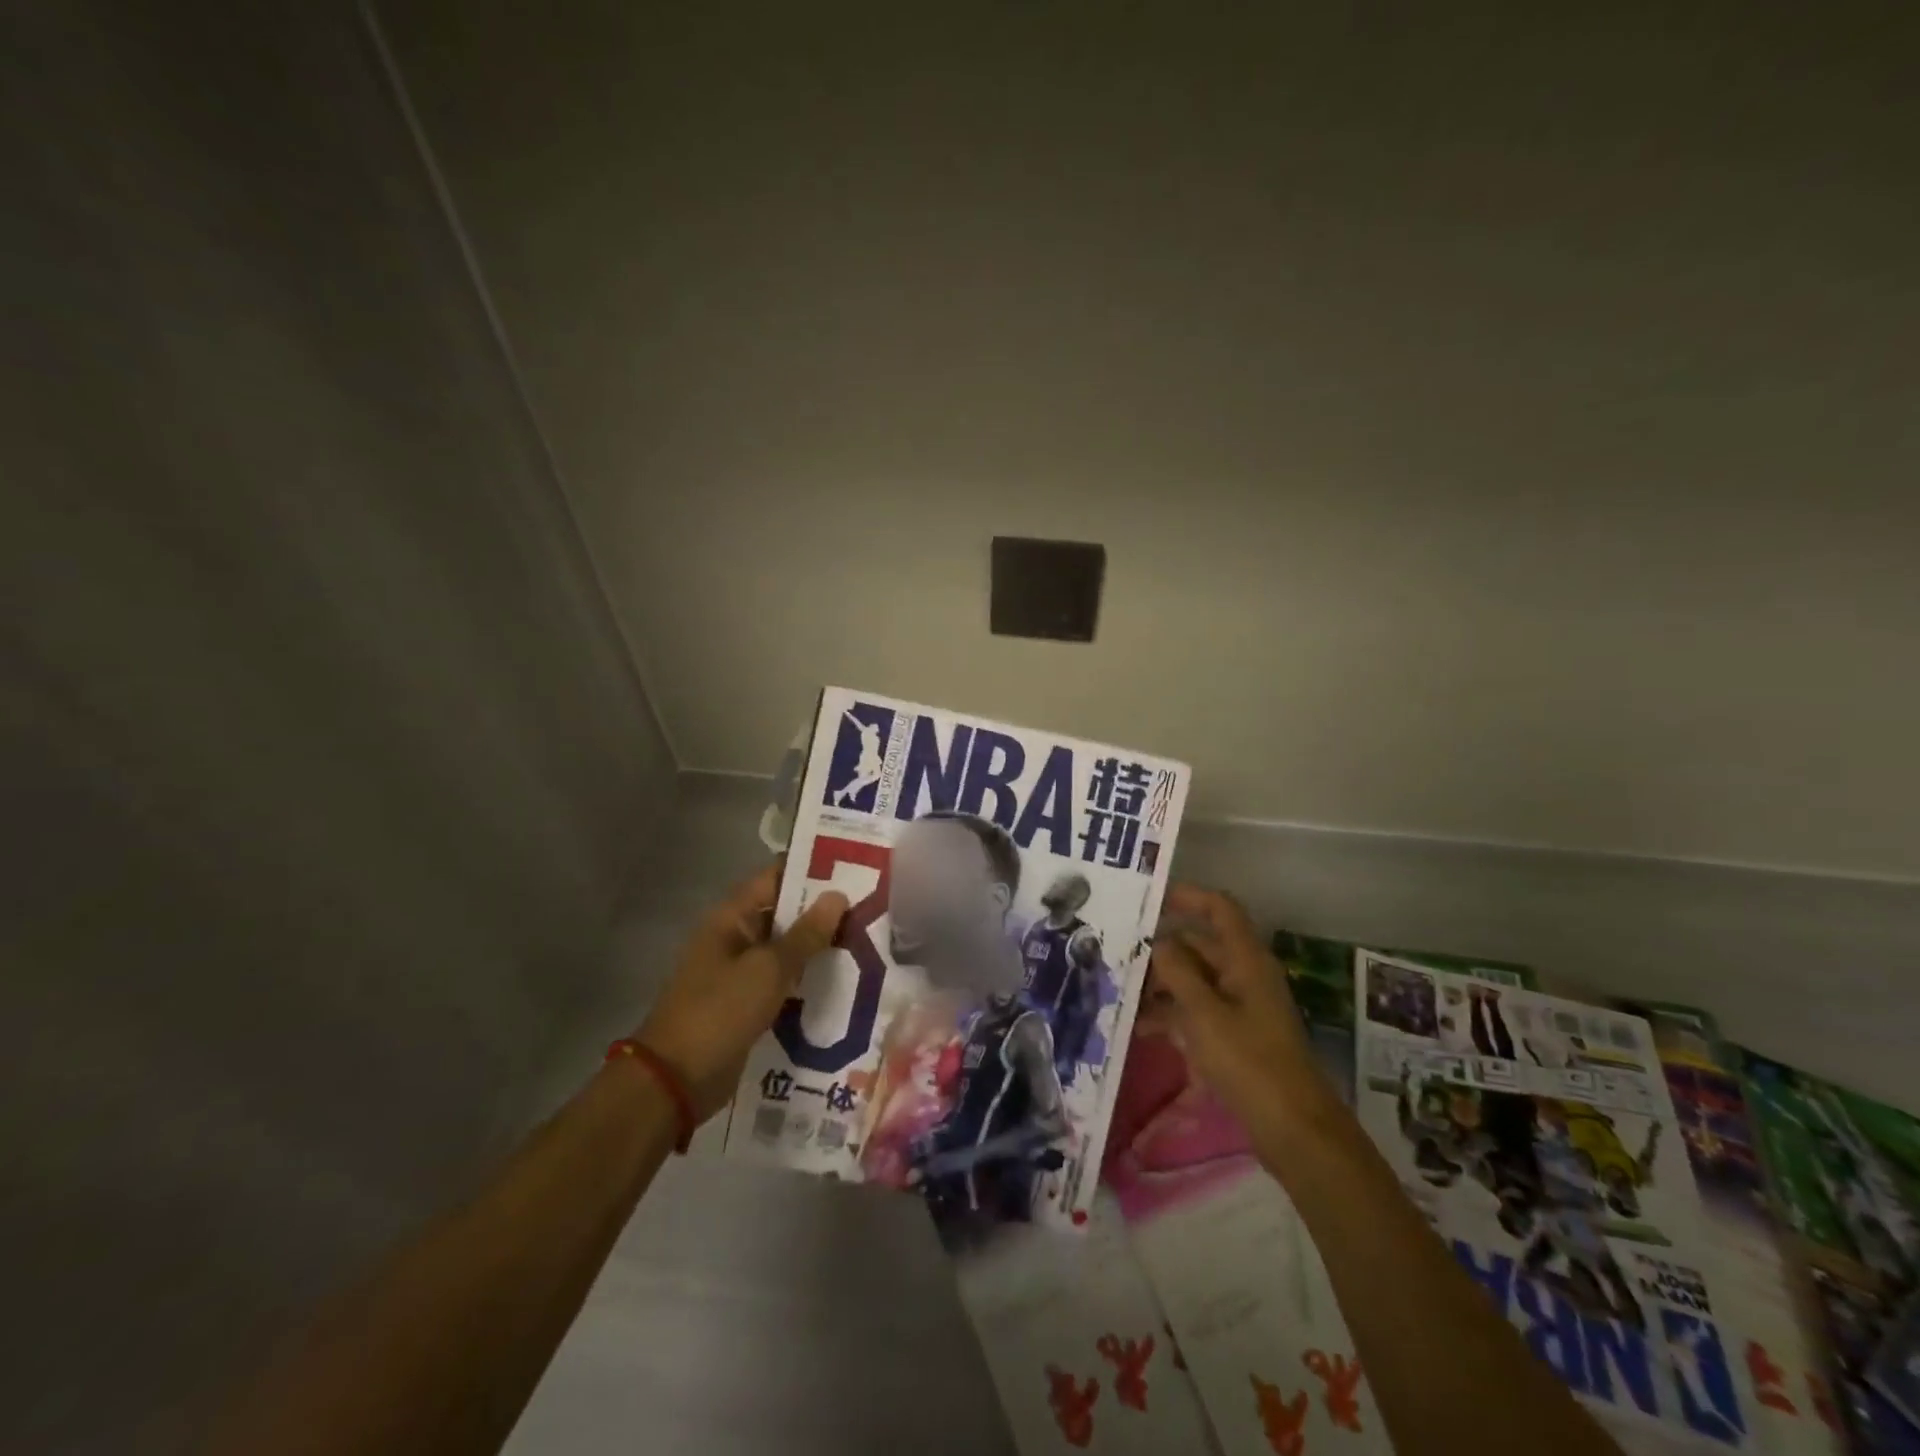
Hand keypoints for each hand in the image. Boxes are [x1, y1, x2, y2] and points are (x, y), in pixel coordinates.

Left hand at [637, 865, 847, 1121]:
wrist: (676, 1081)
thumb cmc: (720, 1011)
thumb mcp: (769, 969)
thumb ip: (806, 933)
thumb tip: (838, 896)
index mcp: (731, 917)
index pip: (776, 877)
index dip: (812, 869)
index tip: (853, 866)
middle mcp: (734, 937)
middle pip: (784, 912)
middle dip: (823, 910)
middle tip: (871, 905)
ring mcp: (739, 971)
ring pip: (786, 948)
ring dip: (818, 946)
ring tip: (867, 939)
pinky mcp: (746, 1003)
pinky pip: (781, 980)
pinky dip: (806, 978)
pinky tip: (842, 980)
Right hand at [1147, 884, 1339, 1152]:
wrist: (1293, 1128)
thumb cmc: (1248, 1061)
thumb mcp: (1204, 1013)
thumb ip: (1178, 971)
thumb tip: (1159, 941)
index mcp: (1246, 959)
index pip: (1219, 909)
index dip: (1188, 896)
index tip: (1150, 899)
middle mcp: (1245, 974)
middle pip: (1202, 944)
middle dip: (1164, 947)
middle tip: (1122, 952)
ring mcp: (1242, 1006)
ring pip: (1197, 979)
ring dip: (1164, 983)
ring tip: (1125, 993)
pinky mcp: (1237, 1035)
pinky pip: (1200, 1009)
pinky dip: (1174, 1012)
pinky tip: (1143, 1027)